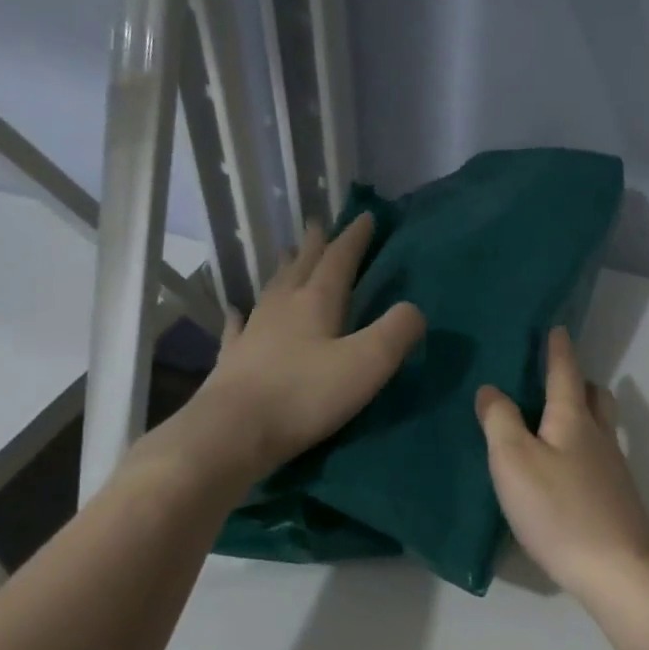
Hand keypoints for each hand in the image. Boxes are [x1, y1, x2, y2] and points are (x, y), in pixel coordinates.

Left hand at [180, 215, 424, 479]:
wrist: (234, 432)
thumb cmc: (306, 396)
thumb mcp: (367, 364)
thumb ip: (396, 332)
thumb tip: (414, 310)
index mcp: (316, 303)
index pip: (339, 260)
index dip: (354, 239)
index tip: (366, 217)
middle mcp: (282, 308)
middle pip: (302, 267)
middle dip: (316, 246)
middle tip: (320, 225)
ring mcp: (253, 333)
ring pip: (272, 291)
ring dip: (285, 271)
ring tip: (289, 256)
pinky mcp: (234, 361)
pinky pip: (238, 328)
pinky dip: (240, 316)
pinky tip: (236, 311)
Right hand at [476, 327, 648, 600]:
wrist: (615, 568)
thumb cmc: (558, 510)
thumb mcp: (514, 461)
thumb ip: (500, 421)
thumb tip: (491, 389)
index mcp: (573, 419)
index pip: (565, 372)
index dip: (558, 349)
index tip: (556, 328)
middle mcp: (599, 436)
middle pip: (594, 396)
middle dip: (577, 381)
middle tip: (554, 379)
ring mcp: (613, 468)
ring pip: (600, 426)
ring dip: (582, 413)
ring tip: (553, 421)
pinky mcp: (616, 498)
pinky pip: (598, 456)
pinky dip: (582, 447)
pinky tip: (565, 468)